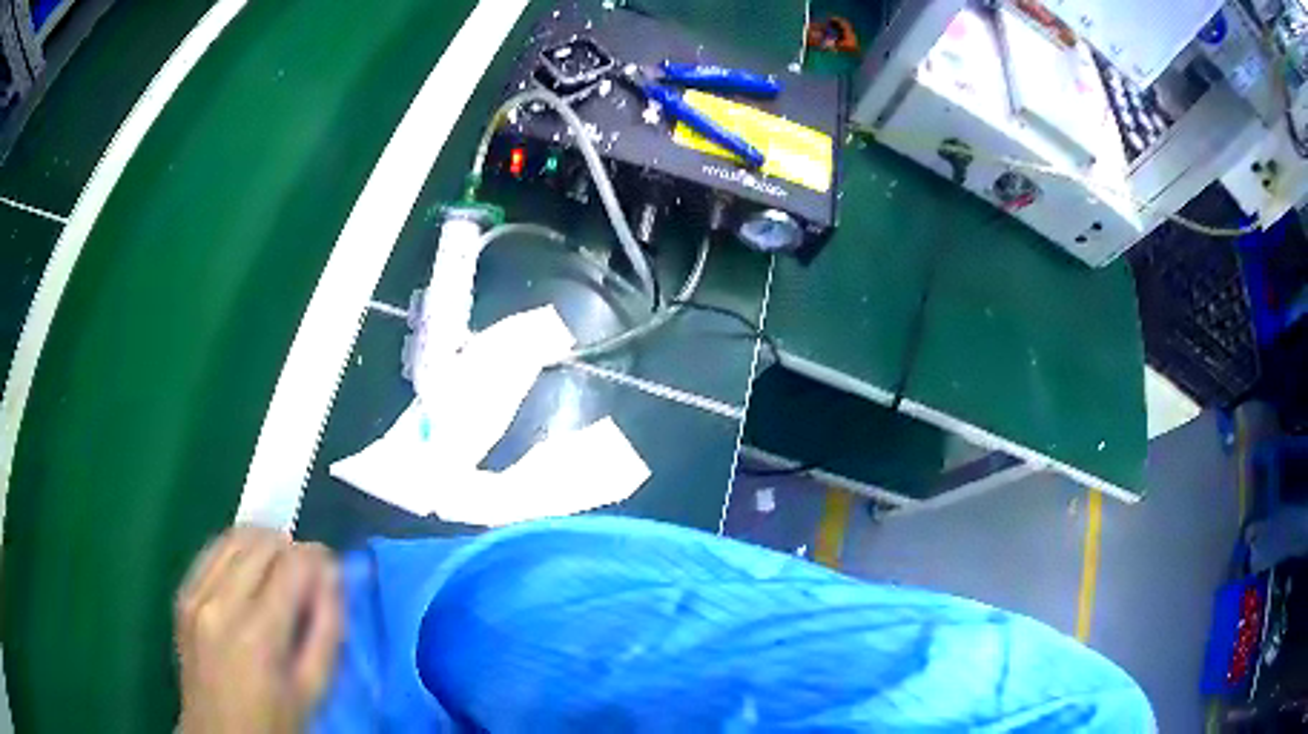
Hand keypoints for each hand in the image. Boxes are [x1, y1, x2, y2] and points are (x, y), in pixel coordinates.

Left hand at [175, 527, 342, 733]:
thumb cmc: (275, 721)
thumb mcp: (314, 688)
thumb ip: (327, 629)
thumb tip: (334, 576)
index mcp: (259, 633)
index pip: (293, 564)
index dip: (318, 559)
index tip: (331, 571)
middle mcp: (221, 602)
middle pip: (262, 542)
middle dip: (292, 549)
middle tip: (307, 576)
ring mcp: (195, 594)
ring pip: (234, 537)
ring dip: (263, 544)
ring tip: (279, 570)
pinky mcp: (182, 594)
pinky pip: (211, 551)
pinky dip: (236, 551)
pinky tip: (248, 574)